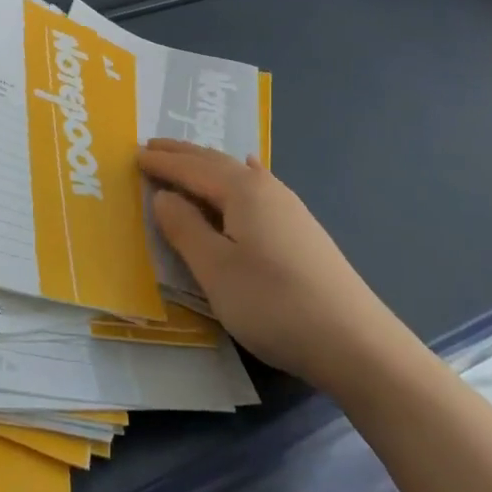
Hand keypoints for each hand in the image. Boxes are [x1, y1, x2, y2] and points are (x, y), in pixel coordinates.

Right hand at [137, 140, 401, 389]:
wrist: (358, 345)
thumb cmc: (275, 304)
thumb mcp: (216, 271)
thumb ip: (184, 229)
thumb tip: (164, 196)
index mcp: (241, 190)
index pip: (191, 167)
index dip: (161, 162)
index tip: (133, 154)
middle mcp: (265, 187)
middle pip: (214, 162)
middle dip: (182, 154)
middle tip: (152, 146)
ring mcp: (288, 207)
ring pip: (236, 174)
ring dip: (206, 165)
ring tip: (185, 160)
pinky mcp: (301, 230)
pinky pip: (257, 186)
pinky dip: (239, 175)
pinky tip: (250, 169)